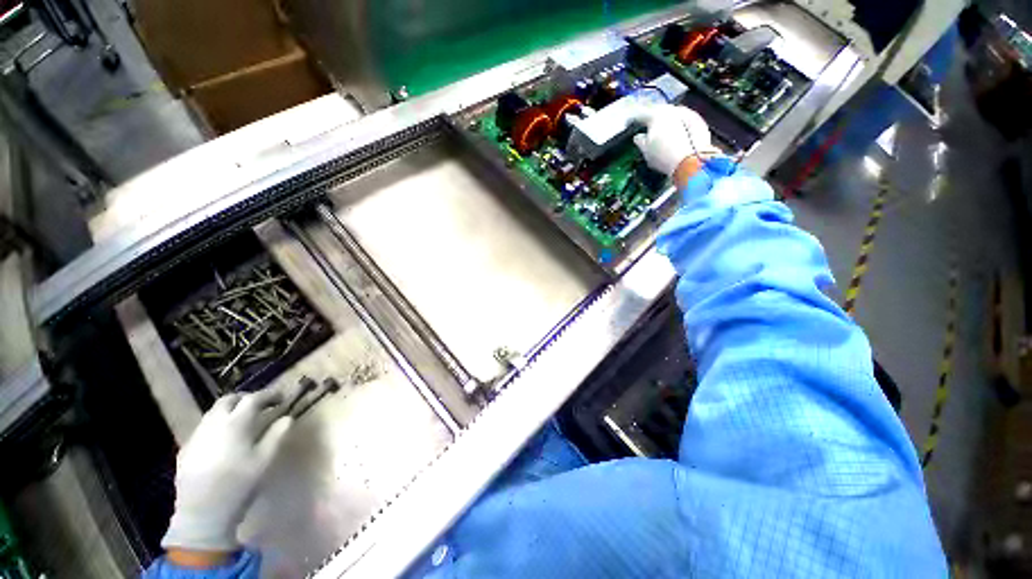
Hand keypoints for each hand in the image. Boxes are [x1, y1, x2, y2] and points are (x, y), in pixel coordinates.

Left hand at [162, 389, 293, 555]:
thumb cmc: (239, 483)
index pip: (253, 399)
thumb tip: (287, 417)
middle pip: (229, 400)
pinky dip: (218, 425)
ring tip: (244, 421)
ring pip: (213, 413)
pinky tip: (224, 440)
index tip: (281, 397)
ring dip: (230, 410)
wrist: (202, 513)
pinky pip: (204, 428)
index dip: (269, 394)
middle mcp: (213, 424)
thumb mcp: (265, 459)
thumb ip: (277, 434)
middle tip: (261, 405)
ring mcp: (196, 436)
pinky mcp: (186, 449)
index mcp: (235, 423)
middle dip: (246, 398)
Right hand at [632, 104, 720, 181]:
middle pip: (659, 111)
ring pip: (673, 114)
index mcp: (655, 116)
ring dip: (667, 120)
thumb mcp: (646, 152)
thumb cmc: (663, 156)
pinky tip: (676, 133)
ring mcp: (687, 113)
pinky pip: (684, 119)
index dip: (633, 119)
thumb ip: (640, 141)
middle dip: (652, 117)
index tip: (629, 122)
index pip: (641, 114)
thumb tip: (638, 137)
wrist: (691, 160)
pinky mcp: (699, 120)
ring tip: (662, 129)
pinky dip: (678, 125)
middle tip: (647, 124)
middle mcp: (671, 110)